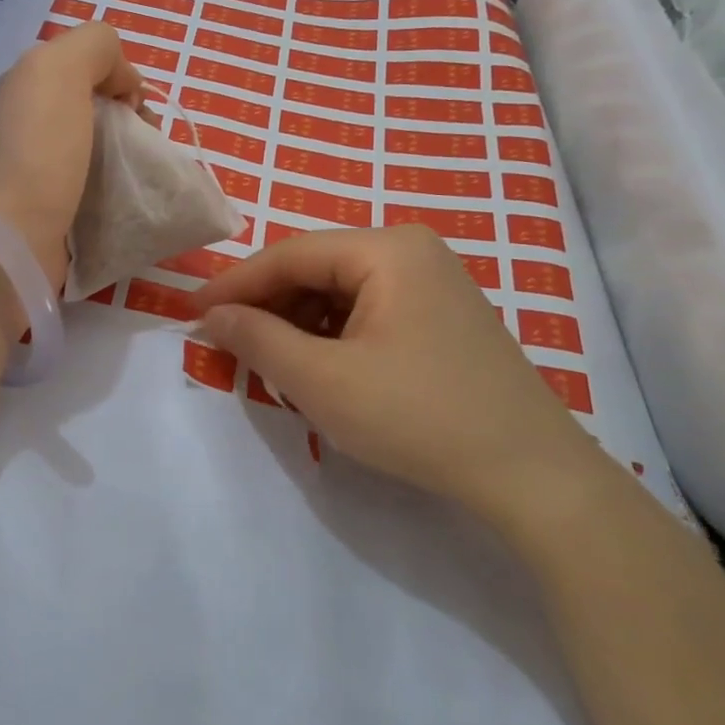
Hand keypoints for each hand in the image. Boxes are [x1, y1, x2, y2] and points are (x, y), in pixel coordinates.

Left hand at [0, 22, 142, 291]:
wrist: (8, 240)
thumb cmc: (36, 152)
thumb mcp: (58, 70)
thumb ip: (93, 47)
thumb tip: (122, 83)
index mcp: (25, 89)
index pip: (85, 69)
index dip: (119, 78)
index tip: (135, 106)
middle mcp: (29, 127)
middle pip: (95, 111)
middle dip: (131, 120)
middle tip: (147, 143)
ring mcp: (39, 174)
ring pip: (99, 152)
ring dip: (131, 158)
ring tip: (146, 176)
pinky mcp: (54, 215)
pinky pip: (97, 191)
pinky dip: (120, 192)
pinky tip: (132, 201)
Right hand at [192, 226, 602, 529]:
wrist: (532, 476)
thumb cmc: (418, 417)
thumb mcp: (322, 380)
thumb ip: (258, 339)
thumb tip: (211, 315)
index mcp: (387, 249)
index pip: (289, 254)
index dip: (235, 283)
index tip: (191, 313)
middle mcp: (411, 251)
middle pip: (316, 268)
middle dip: (267, 305)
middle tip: (226, 342)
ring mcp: (432, 283)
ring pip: (339, 292)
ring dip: (297, 323)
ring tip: (268, 360)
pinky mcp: (442, 317)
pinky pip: (367, 311)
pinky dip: (331, 335)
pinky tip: (317, 366)